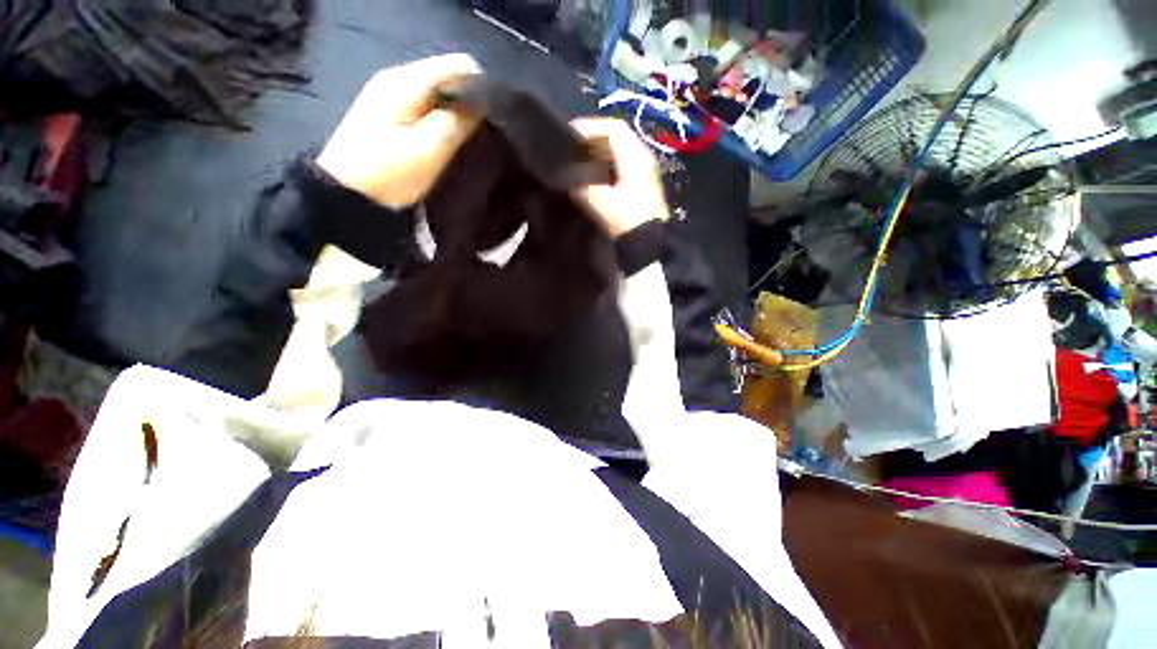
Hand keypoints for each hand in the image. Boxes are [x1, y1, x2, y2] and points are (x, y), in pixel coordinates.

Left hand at [316, 54, 482, 208]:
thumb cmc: (388, 174)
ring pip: (438, 93)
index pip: (458, 66)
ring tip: (463, 142)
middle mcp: (398, 79)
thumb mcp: (427, 151)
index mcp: (407, 82)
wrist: (347, 193)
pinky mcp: (389, 112)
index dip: (480, 89)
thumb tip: (481, 101)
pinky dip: (440, 120)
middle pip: (448, 77)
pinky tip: (443, 142)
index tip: (488, 120)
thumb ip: (456, 122)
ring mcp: (391, 94)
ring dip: (455, 114)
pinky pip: (426, 106)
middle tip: (475, 137)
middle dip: (467, 102)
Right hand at [570, 118, 669, 237]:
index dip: (589, 128)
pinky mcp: (641, 189)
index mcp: (636, 156)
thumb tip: (568, 176)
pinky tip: (593, 182)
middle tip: (570, 151)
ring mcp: (644, 174)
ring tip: (578, 166)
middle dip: (591, 142)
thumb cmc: (626, 221)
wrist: (647, 247)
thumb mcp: (600, 201)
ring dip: (597, 156)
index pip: (613, 129)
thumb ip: (581, 183)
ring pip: (618, 155)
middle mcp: (643, 159)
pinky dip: (604, 170)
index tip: (568, 137)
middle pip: (616, 139)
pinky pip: (620, 169)